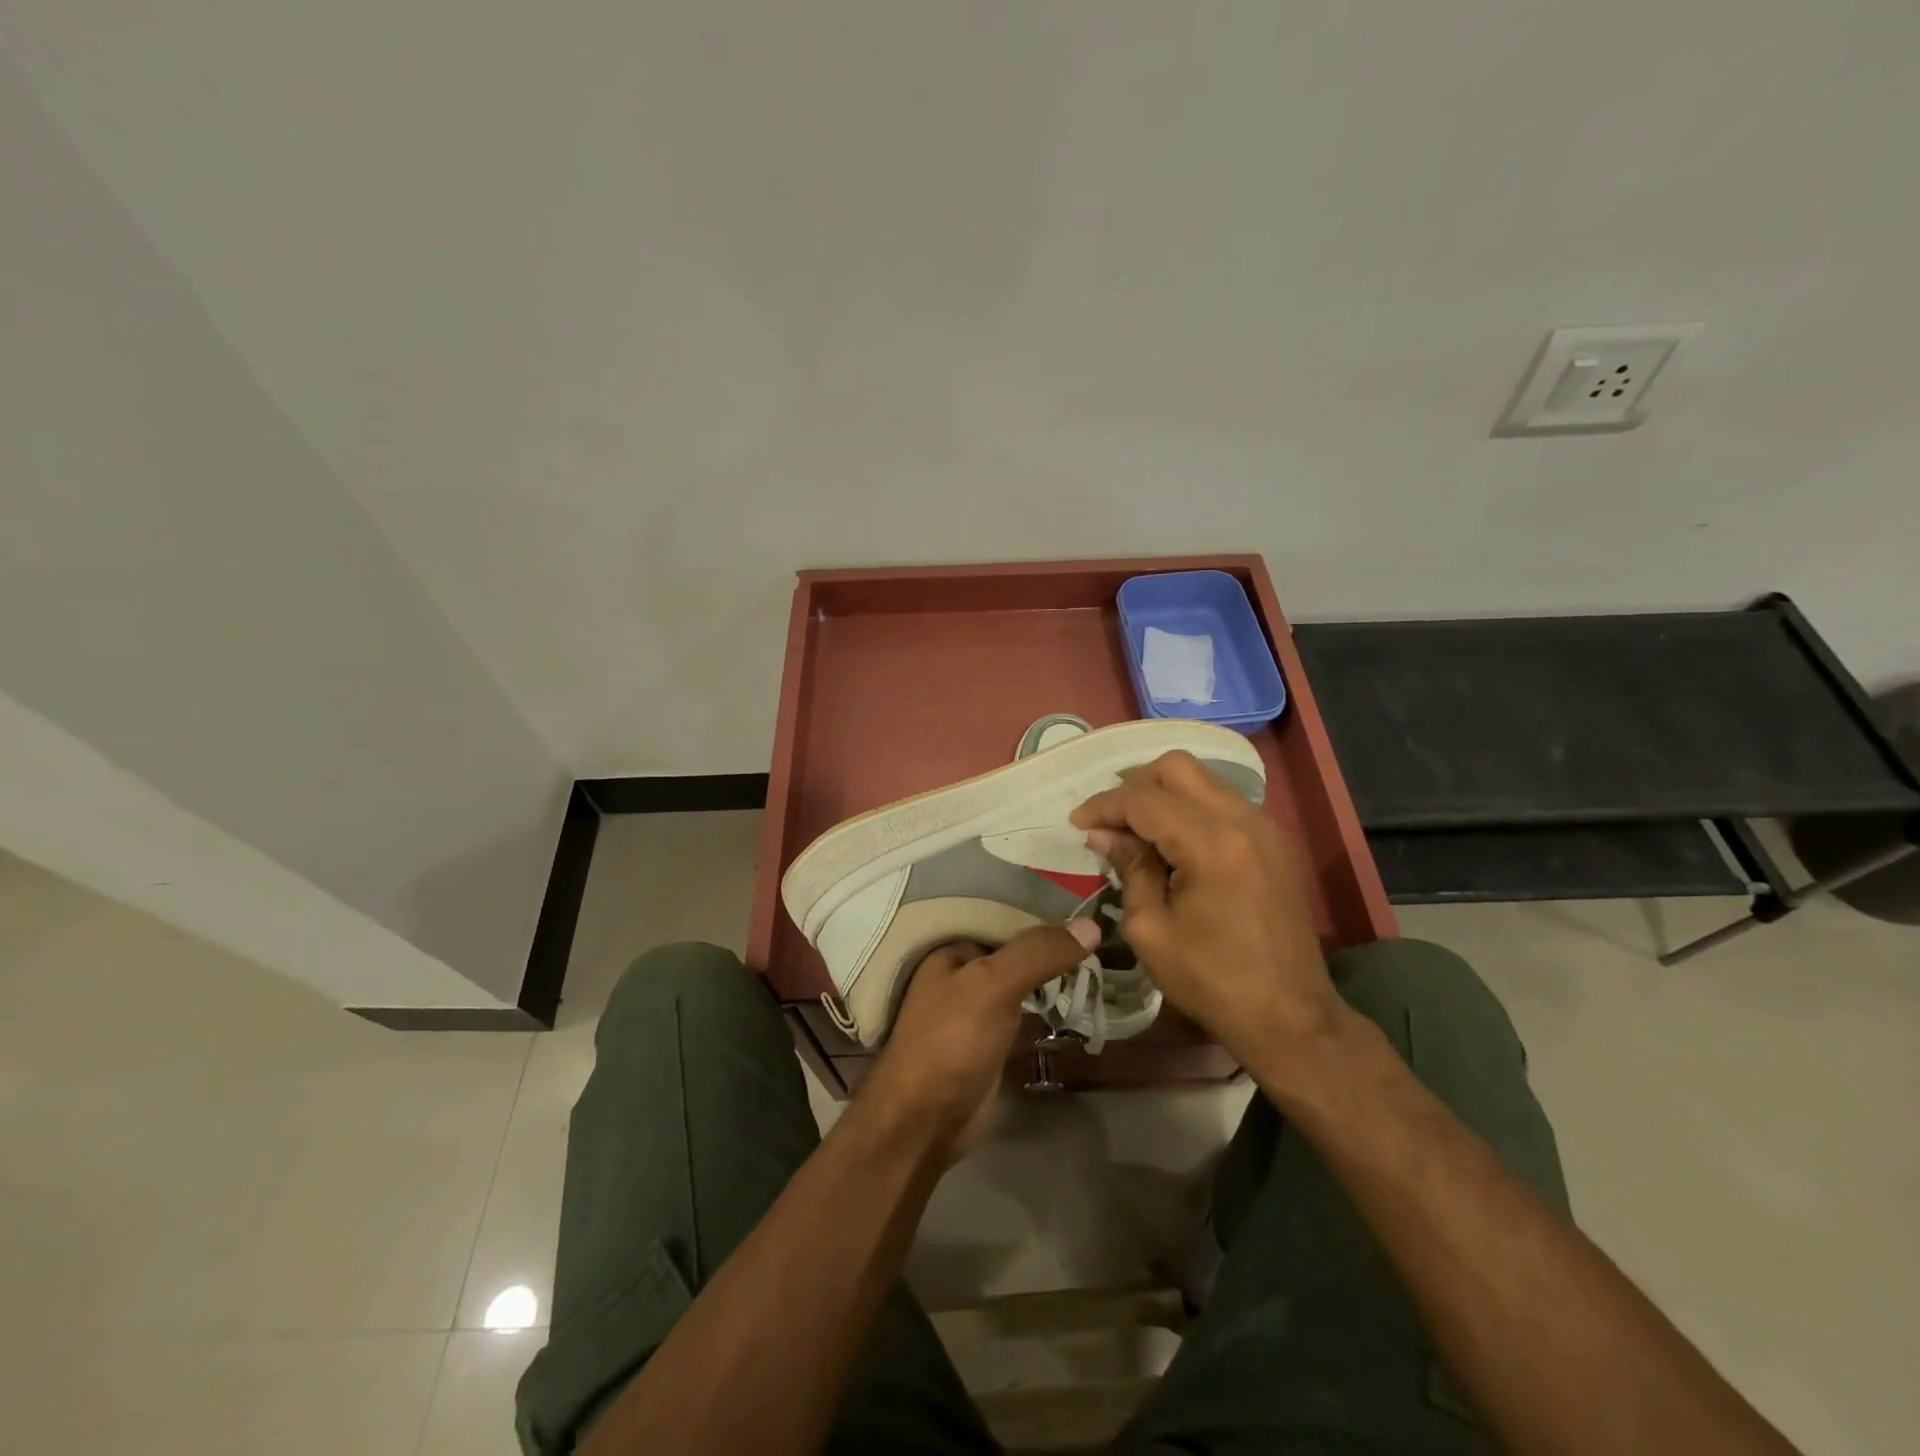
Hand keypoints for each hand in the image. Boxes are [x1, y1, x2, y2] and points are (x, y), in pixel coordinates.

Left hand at [858, 922, 1097, 1161]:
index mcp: (951, 948)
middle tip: (1106, 931)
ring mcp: (979, 1008)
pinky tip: (1085, 997)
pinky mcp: (994, 1041)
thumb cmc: (950, 1041)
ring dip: (1057, 974)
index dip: (1043, 910)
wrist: (925, 1123)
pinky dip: (1052, 1006)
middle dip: (1054, 944)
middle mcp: (963, 972)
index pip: (1004, 915)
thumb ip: (1038, 953)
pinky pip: (1029, 1012)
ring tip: (1105, 956)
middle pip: (1017, 950)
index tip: (1088, 904)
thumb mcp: (992, 985)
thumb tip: (1092, 925)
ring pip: (1025, 981)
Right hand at [1071, 750, 1347, 1079]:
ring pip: (1203, 781)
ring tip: (1134, 830)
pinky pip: (1223, 803)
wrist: (1291, 1018)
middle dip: (1134, 784)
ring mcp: (1265, 828)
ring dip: (1163, 795)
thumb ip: (1129, 868)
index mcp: (1211, 843)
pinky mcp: (1275, 843)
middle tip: (1107, 818)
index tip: (1076, 822)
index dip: (1103, 805)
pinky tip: (1171, 843)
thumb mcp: (1151, 929)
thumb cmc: (1212, 981)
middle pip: (1178, 768)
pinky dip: (1190, 809)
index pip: (1144, 800)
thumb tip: (1104, 834)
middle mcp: (1243, 820)